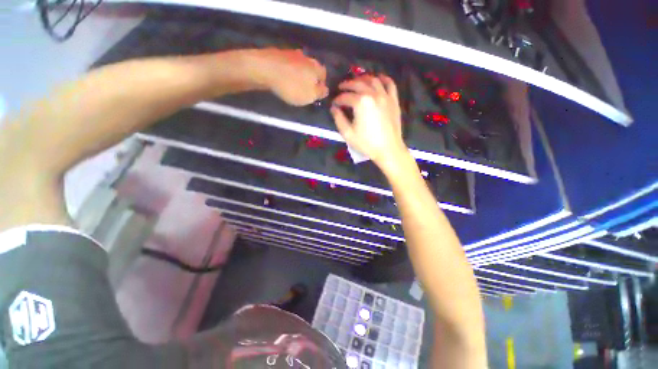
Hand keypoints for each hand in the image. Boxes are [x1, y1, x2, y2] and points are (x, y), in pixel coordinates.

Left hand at [253, 48, 327, 105]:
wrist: (265, 69)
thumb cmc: (292, 86)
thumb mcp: (310, 95)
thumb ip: (320, 93)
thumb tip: (325, 90)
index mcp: (316, 67)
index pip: (324, 75)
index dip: (322, 84)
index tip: (317, 92)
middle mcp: (306, 57)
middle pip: (312, 68)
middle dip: (311, 78)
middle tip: (306, 89)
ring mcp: (292, 53)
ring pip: (300, 65)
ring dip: (299, 74)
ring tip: (295, 84)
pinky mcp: (279, 54)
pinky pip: (288, 64)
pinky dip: (288, 71)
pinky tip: (284, 77)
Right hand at [331, 75, 408, 169]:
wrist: (388, 149)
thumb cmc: (367, 143)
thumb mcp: (348, 134)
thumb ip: (339, 119)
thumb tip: (334, 108)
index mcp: (361, 103)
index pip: (345, 96)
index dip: (337, 99)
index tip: (334, 103)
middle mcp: (373, 94)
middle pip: (358, 84)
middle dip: (347, 85)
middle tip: (341, 87)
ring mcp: (385, 96)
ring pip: (373, 80)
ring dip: (363, 78)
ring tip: (356, 82)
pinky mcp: (394, 100)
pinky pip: (390, 84)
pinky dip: (383, 78)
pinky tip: (378, 78)